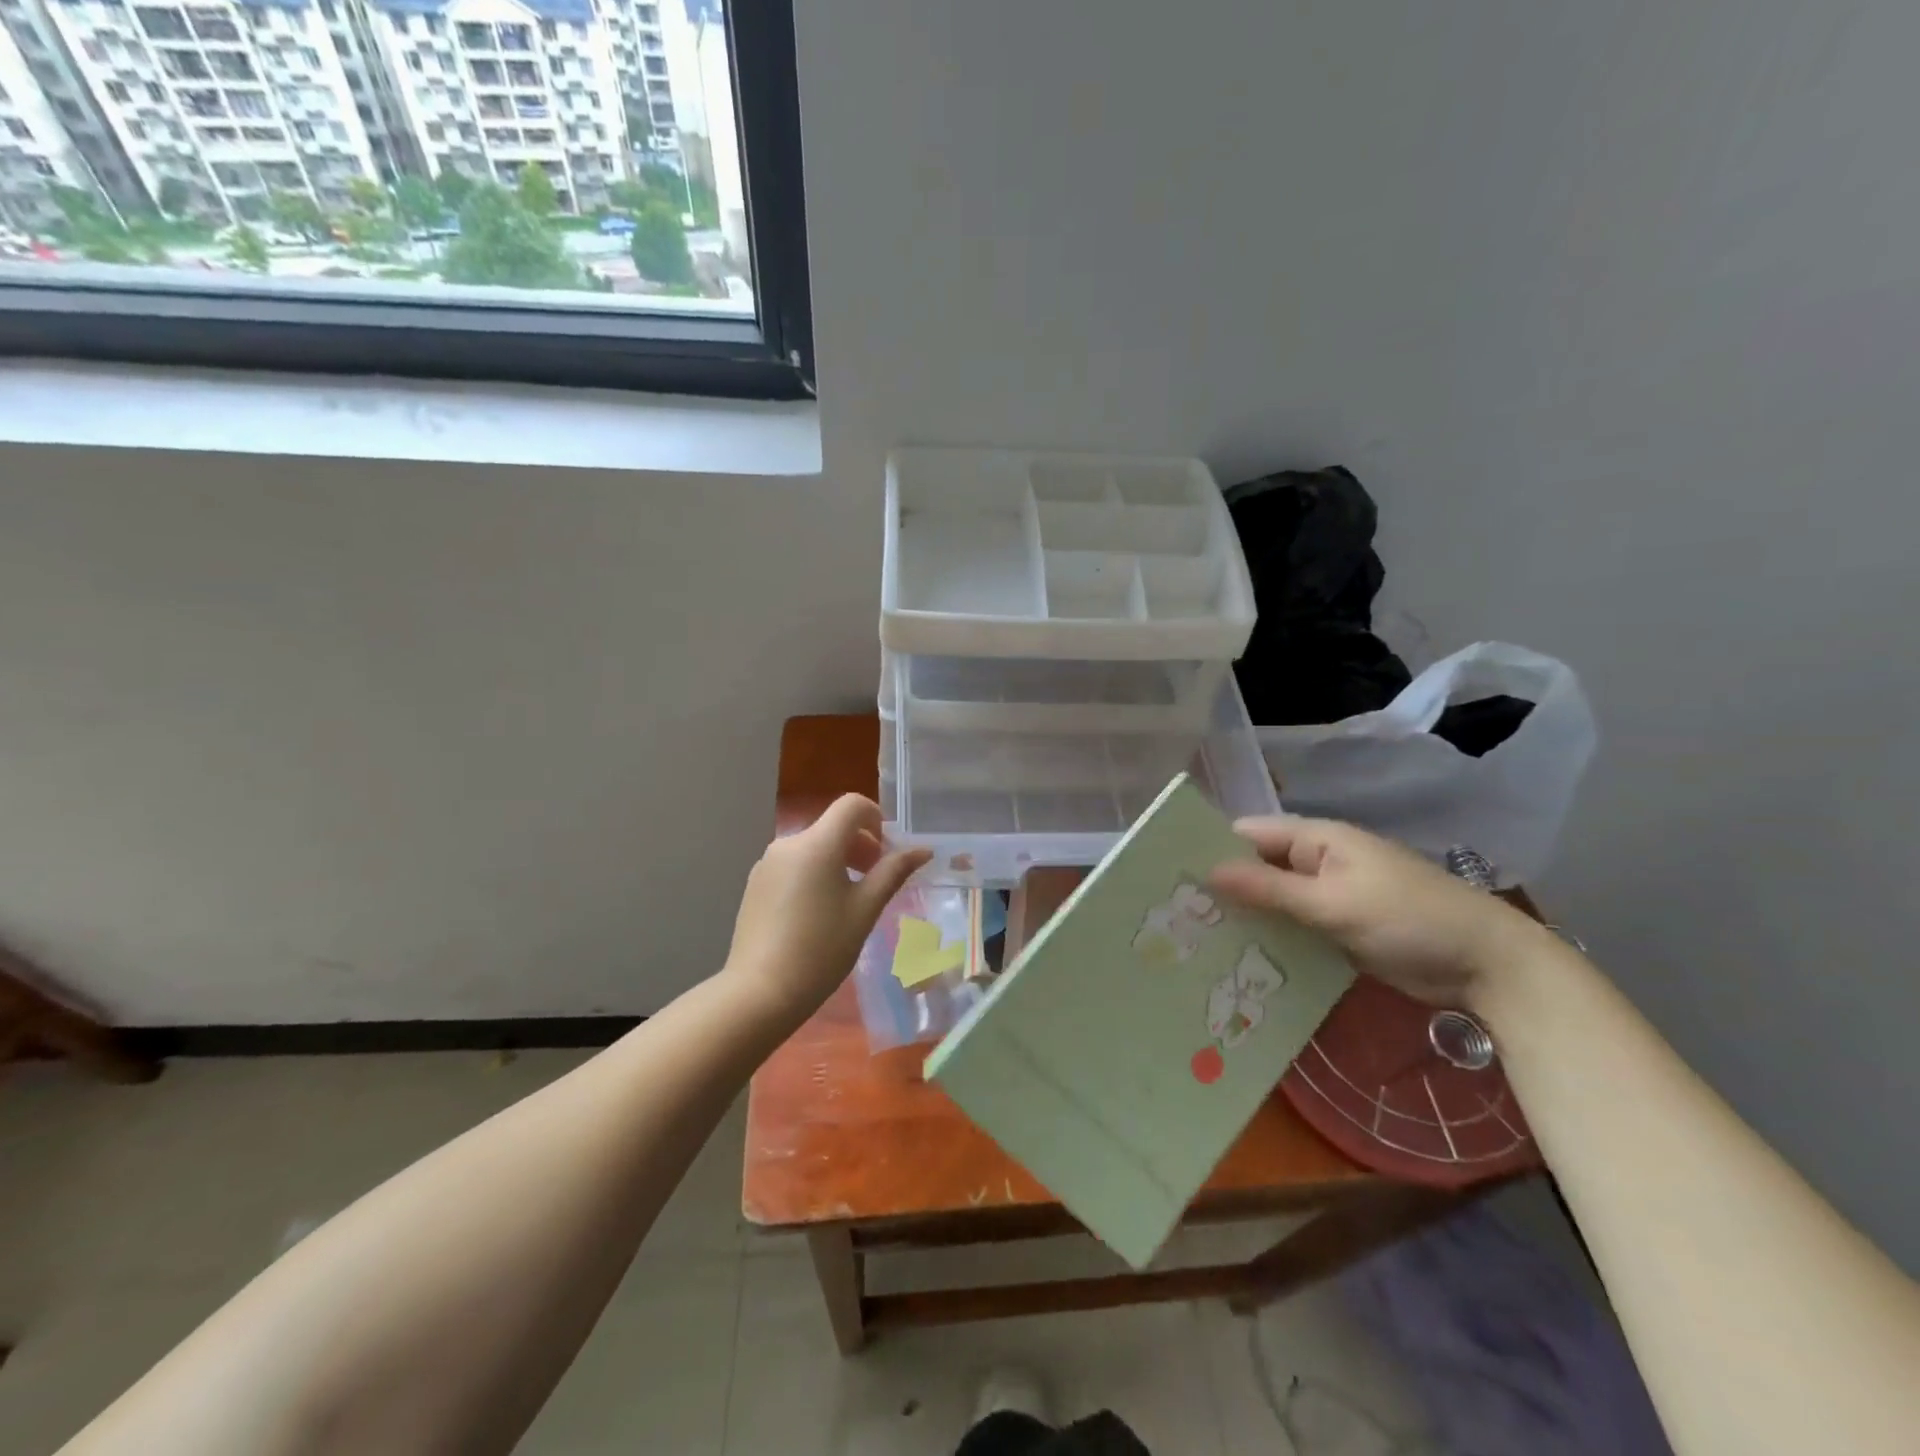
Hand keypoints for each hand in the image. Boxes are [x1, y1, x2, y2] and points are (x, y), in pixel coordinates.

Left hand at [721, 794, 930, 1027]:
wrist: (760, 992)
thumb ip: (893, 872)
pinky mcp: (755, 884)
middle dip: (860, 845)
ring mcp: (767, 863)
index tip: (885, 853)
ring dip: (837, 860)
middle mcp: (789, 843)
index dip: (876, 819)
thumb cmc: (822, 949)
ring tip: (847, 902)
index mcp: (817, 843)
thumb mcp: (865, 910)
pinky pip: (793, 864)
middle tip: (874, 881)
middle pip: (832, 826)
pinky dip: (813, 874)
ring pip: (812, 846)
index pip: (852, 805)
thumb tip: (922, 850)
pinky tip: (816, 914)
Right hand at [1208, 816, 1544, 1006]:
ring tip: (1194, 941)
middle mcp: (1317, 862)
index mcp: (1317, 840)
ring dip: (1245, 916)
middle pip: (1257, 867)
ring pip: (1273, 900)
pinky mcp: (1338, 929)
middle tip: (1175, 916)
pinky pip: (1293, 927)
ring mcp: (1329, 897)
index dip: (1211, 849)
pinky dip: (1270, 938)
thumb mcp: (1335, 903)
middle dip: (1222, 887)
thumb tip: (1209, 871)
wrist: (1488, 966)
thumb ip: (1271, 888)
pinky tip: (1239, 960)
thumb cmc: (1410, 919)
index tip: (1170, 875)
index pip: (1249, 834)